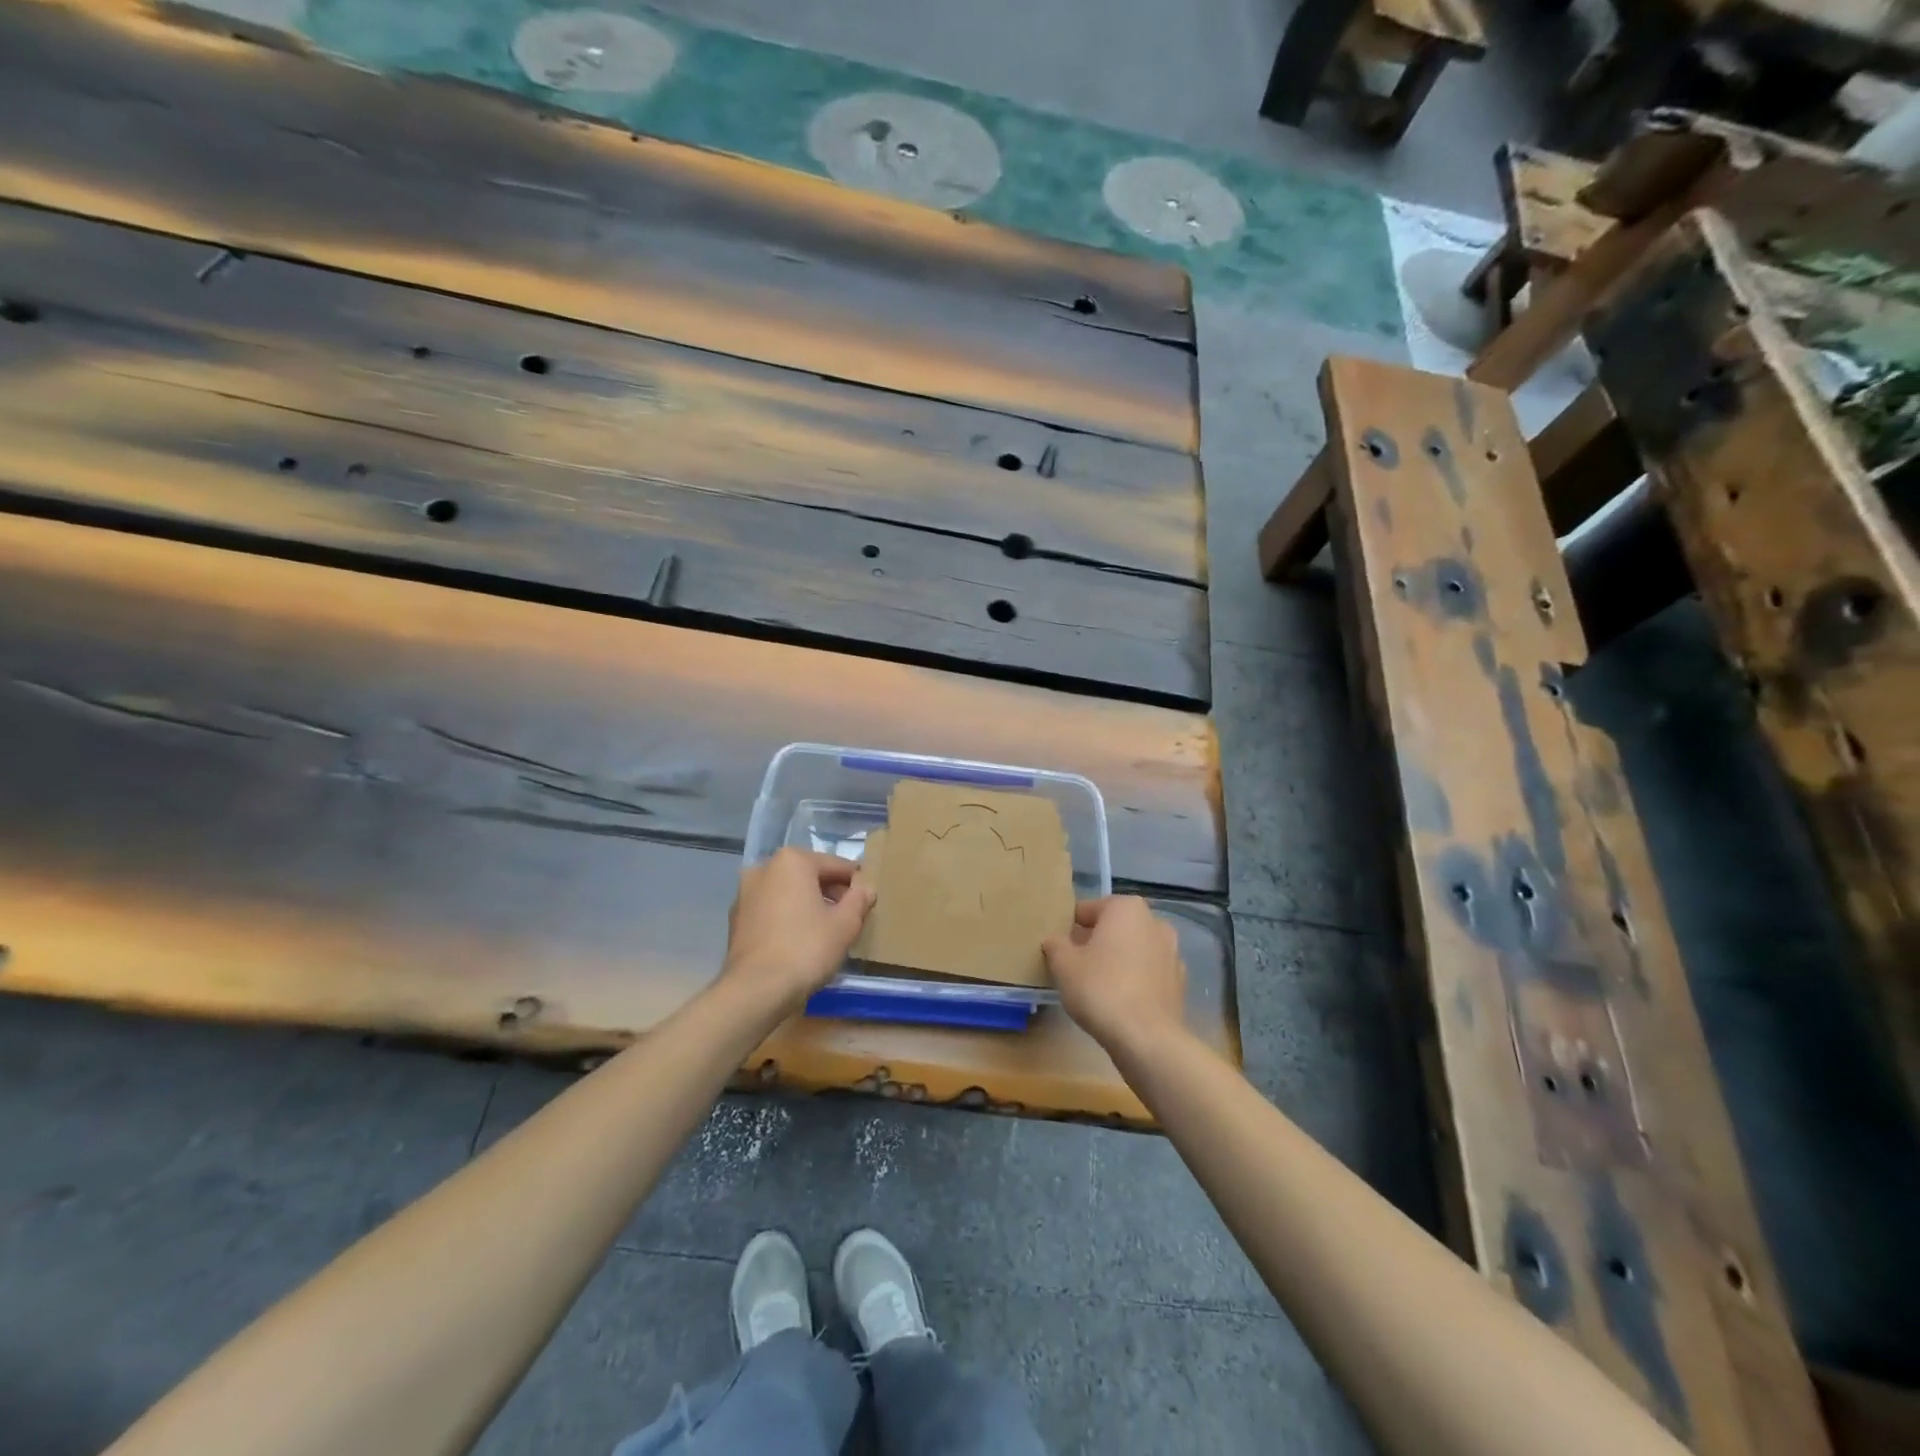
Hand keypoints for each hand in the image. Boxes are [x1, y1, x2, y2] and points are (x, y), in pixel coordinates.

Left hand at [721, 848, 875, 1018]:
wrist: (756, 989)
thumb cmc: (806, 948)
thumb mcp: (845, 924)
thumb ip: (859, 900)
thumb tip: (866, 888)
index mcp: (792, 861)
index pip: (835, 865)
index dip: (855, 882)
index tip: (867, 898)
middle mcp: (764, 869)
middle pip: (808, 876)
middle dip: (830, 893)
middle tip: (850, 916)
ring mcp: (745, 894)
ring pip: (788, 893)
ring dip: (808, 905)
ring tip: (827, 930)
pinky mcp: (736, 920)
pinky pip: (772, 911)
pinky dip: (788, 918)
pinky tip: (801, 940)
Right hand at [1043, 896, 1186, 1056]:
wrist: (1147, 1039)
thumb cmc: (1101, 989)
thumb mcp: (1064, 964)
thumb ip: (1055, 944)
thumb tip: (1055, 940)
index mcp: (1127, 908)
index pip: (1088, 910)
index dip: (1070, 928)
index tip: (1059, 949)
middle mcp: (1155, 922)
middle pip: (1114, 928)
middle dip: (1095, 942)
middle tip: (1074, 966)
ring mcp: (1172, 953)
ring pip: (1133, 950)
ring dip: (1117, 960)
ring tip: (1096, 986)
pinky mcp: (1179, 983)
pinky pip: (1148, 973)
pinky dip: (1134, 980)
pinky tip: (1119, 1001)